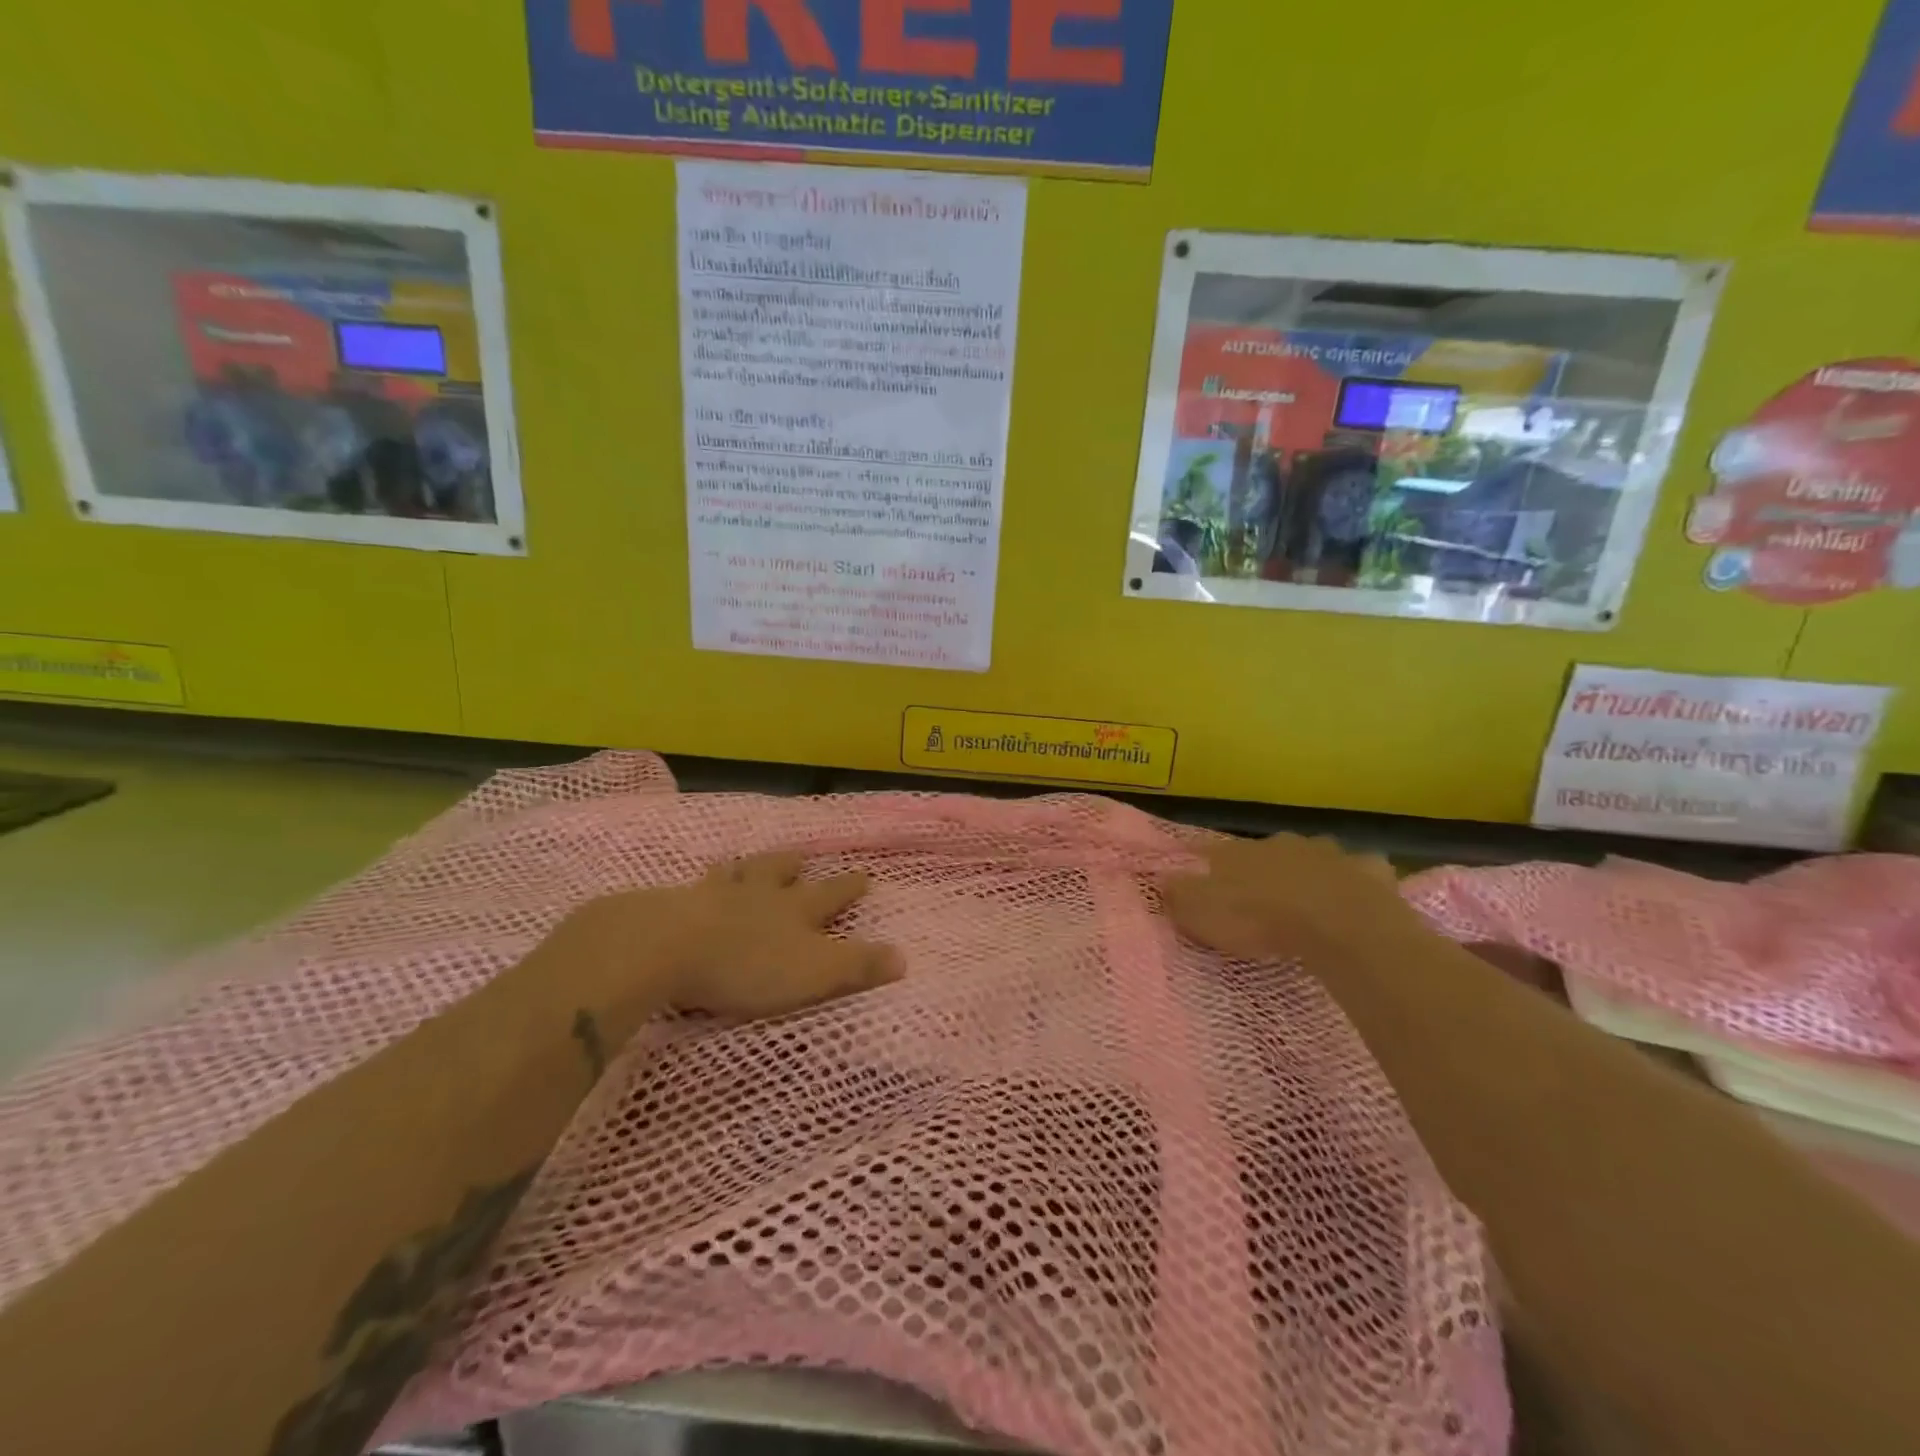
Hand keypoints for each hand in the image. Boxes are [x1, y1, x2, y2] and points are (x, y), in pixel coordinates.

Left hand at [548, 850, 900, 1036]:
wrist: (668, 948)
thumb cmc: (749, 964)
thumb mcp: (816, 972)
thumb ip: (859, 966)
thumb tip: (904, 957)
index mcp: (795, 910)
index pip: (831, 894)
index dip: (849, 887)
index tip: (865, 875)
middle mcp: (759, 894)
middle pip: (779, 871)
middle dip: (793, 866)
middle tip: (799, 857)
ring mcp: (713, 895)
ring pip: (736, 874)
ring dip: (745, 869)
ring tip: (743, 863)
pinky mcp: (671, 907)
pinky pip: (689, 890)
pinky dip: (696, 888)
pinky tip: (686, 890)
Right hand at [1161, 834, 1421, 961]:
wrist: (1339, 925)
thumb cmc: (1261, 919)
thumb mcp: (1202, 914)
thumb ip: (1179, 896)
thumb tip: (1160, 877)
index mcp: (1238, 853)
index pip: (1210, 852)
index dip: (1203, 863)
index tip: (1199, 874)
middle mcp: (1280, 843)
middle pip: (1264, 852)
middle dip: (1261, 868)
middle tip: (1259, 896)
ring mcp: (1327, 853)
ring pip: (1312, 856)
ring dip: (1307, 871)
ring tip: (1308, 898)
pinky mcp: (1368, 870)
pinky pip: (1359, 871)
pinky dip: (1355, 880)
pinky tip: (1356, 897)